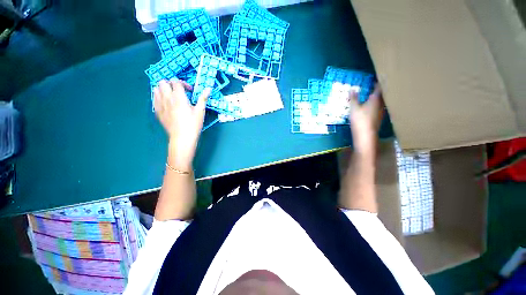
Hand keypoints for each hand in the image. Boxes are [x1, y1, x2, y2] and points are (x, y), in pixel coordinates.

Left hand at [154, 80, 210, 169]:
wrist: (182, 137)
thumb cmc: (193, 124)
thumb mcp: (200, 111)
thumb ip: (203, 98)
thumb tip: (208, 89)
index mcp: (178, 97)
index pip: (176, 82)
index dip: (183, 83)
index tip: (189, 91)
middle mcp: (167, 98)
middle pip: (163, 82)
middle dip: (171, 84)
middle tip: (179, 91)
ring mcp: (160, 104)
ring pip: (156, 89)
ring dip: (163, 89)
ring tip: (171, 96)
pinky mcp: (157, 111)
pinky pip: (154, 99)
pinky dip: (159, 97)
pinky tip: (166, 103)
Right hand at [348, 84, 383, 152]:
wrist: (365, 135)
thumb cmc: (360, 119)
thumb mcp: (354, 108)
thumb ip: (353, 98)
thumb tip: (352, 88)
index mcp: (375, 99)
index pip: (379, 88)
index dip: (378, 82)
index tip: (377, 77)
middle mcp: (381, 104)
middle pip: (382, 94)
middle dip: (379, 90)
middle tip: (375, 85)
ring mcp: (381, 112)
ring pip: (381, 102)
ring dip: (377, 98)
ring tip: (373, 95)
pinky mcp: (378, 118)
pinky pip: (378, 108)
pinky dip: (375, 105)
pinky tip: (371, 107)